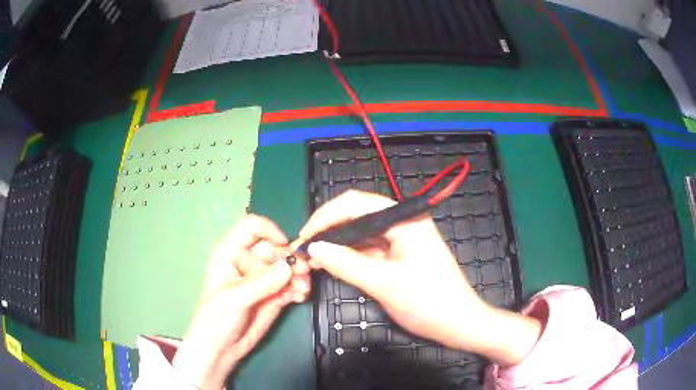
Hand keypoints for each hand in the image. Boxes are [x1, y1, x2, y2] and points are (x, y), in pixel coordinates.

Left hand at [173, 215, 310, 388]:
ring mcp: (263, 280)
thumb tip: (289, 265)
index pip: (251, 228)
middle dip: (290, 257)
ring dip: (298, 274)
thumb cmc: (217, 317)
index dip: (269, 231)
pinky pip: (291, 285)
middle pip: (274, 248)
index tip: (285, 244)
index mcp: (231, 254)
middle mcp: (249, 263)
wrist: (221, 348)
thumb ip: (262, 282)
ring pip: (286, 267)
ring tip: (303, 288)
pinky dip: (299, 288)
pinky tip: (301, 297)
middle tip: (302, 270)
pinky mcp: (274, 296)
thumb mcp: (236, 298)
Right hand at [300, 190, 541, 366]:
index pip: (356, 203)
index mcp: (405, 219)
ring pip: (361, 234)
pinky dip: (350, 256)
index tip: (304, 236)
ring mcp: (401, 239)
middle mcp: (402, 222)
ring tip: (313, 259)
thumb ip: (346, 264)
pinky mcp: (399, 255)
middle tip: (305, 250)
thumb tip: (313, 248)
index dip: (326, 216)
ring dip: (337, 245)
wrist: (459, 325)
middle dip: (329, 230)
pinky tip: (332, 264)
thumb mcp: (384, 284)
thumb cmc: (428, 302)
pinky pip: (369, 249)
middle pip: (357, 215)